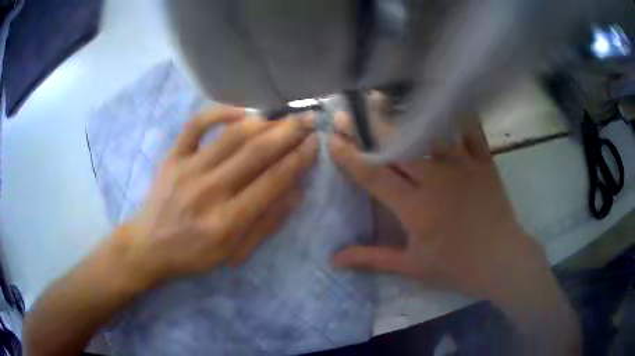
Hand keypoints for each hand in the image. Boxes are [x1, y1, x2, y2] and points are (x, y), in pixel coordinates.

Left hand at [111, 106, 317, 287]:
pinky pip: (195, 125)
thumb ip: (267, 224)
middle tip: (309, 119)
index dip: (298, 159)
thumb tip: (297, 192)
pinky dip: (219, 112)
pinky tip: (241, 112)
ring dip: (263, 122)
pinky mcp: (172, 157)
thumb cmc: (194, 255)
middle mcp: (209, 191)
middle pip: (255, 153)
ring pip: (231, 136)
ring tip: (283, 116)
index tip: (315, 142)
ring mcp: (187, 169)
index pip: (273, 181)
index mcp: (228, 221)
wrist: (149, 246)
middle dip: (288, 132)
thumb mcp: (235, 253)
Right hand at [329, 113, 547, 302]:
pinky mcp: (484, 162)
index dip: (350, 157)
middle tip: (354, 107)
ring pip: (432, 132)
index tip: (333, 139)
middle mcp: (436, 179)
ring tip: (391, 94)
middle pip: (399, 145)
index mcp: (415, 206)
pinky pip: (471, 131)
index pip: (374, 176)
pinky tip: (448, 100)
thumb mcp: (411, 267)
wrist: (501, 260)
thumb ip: (372, 258)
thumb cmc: (456, 266)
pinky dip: (460, 114)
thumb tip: (334, 259)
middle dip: (372, 125)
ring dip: (410, 113)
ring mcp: (463, 166)